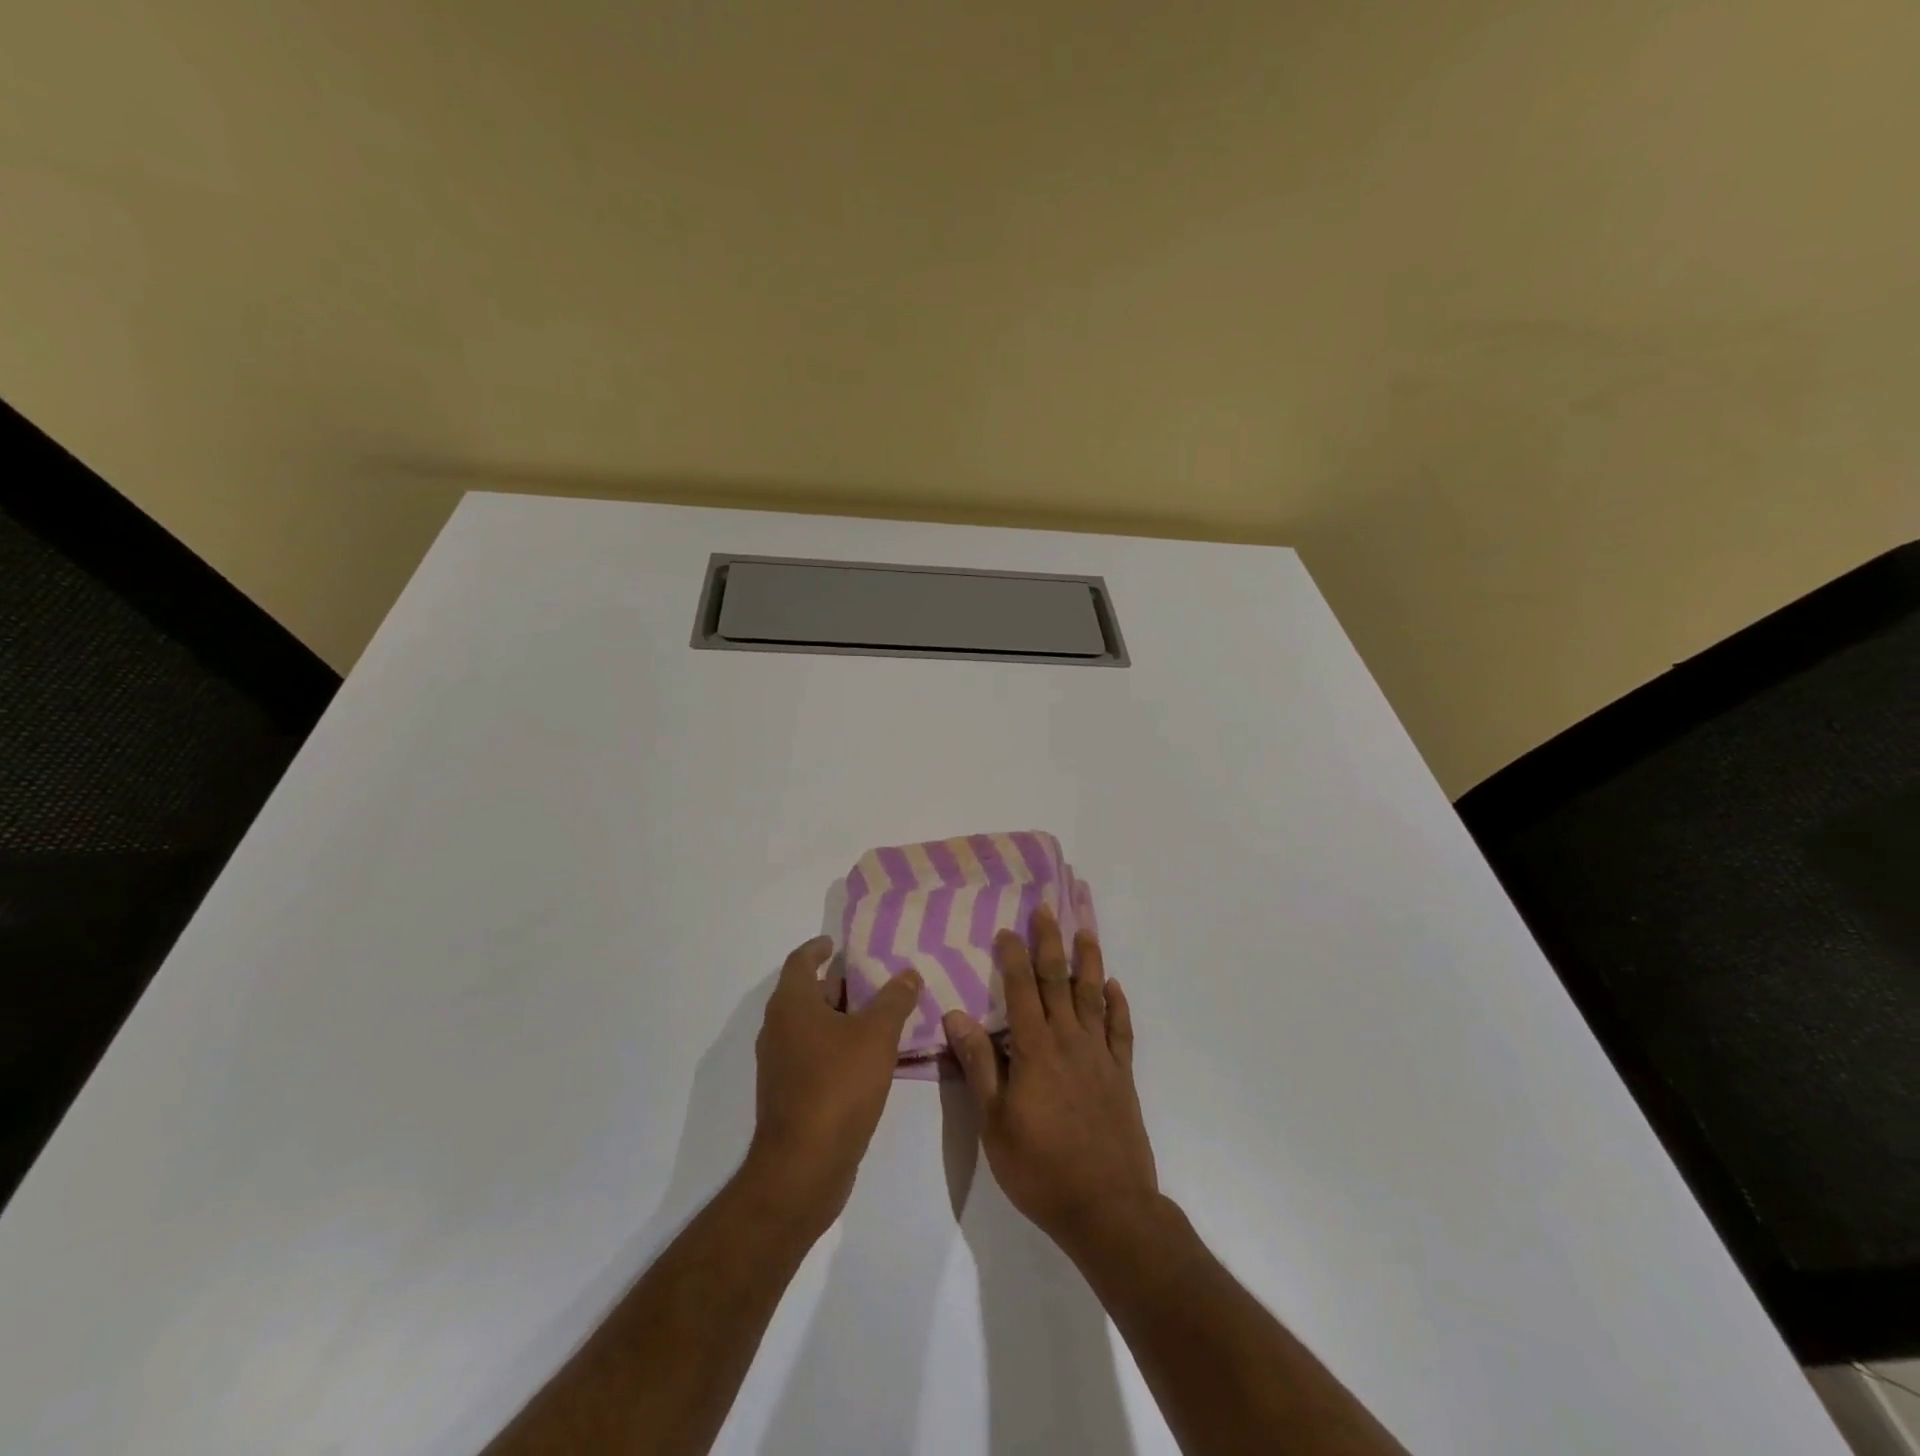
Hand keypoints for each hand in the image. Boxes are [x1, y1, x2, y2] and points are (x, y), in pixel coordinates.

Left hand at [747, 935, 921, 1233]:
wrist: (803, 1167)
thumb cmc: (837, 1086)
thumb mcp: (876, 1035)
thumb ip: (894, 1000)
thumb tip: (908, 973)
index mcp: (791, 1005)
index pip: (800, 961)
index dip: (818, 948)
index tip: (837, 943)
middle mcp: (778, 1030)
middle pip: (808, 993)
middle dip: (839, 984)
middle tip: (875, 979)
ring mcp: (781, 1065)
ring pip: (812, 1027)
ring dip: (841, 1018)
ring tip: (880, 1015)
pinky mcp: (790, 1096)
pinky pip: (815, 1056)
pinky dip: (838, 1047)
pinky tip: (870, 1057)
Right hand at [943, 906, 1158, 1261]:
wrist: (1107, 1207)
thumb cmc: (1040, 1168)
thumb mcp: (995, 1123)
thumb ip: (980, 1066)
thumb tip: (957, 1016)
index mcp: (1035, 1051)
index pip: (1022, 992)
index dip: (1014, 958)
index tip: (1007, 930)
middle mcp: (1070, 1042)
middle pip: (1059, 982)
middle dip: (1050, 943)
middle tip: (1047, 909)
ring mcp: (1100, 1056)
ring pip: (1093, 996)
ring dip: (1089, 961)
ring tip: (1085, 931)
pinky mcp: (1122, 1075)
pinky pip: (1121, 1030)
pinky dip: (1118, 1005)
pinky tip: (1114, 986)